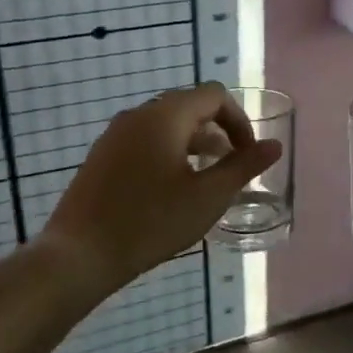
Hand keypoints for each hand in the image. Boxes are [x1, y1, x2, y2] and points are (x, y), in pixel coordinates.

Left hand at [43, 83, 281, 287]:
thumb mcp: (208, 197)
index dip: (240, 120)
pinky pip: (145, 141)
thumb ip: (243, 167)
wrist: (78, 256)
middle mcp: (138, 115)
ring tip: (207, 180)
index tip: (249, 155)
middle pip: (190, 107)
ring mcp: (115, 135)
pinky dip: (169, 153)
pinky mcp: (101, 157)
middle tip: (232, 168)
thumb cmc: (150, 223)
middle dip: (218, 132)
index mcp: (166, 116)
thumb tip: (274, 146)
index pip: (214, 95)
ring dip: (194, 144)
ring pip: (166, 125)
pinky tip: (171, 191)